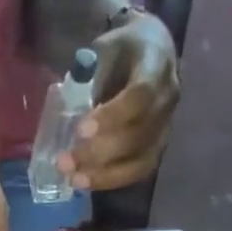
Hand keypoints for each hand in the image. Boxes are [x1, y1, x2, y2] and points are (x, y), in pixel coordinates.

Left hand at [61, 11, 179, 191]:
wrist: (151, 50)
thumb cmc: (122, 50)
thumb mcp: (104, 49)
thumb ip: (90, 77)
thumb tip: (67, 112)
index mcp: (156, 65)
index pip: (140, 96)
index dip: (111, 117)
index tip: (80, 131)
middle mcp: (167, 100)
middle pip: (138, 135)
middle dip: (98, 153)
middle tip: (65, 162)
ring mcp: (165, 128)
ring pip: (140, 161)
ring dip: (103, 175)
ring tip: (73, 179)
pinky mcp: (157, 148)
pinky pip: (137, 172)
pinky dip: (110, 180)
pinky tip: (86, 182)